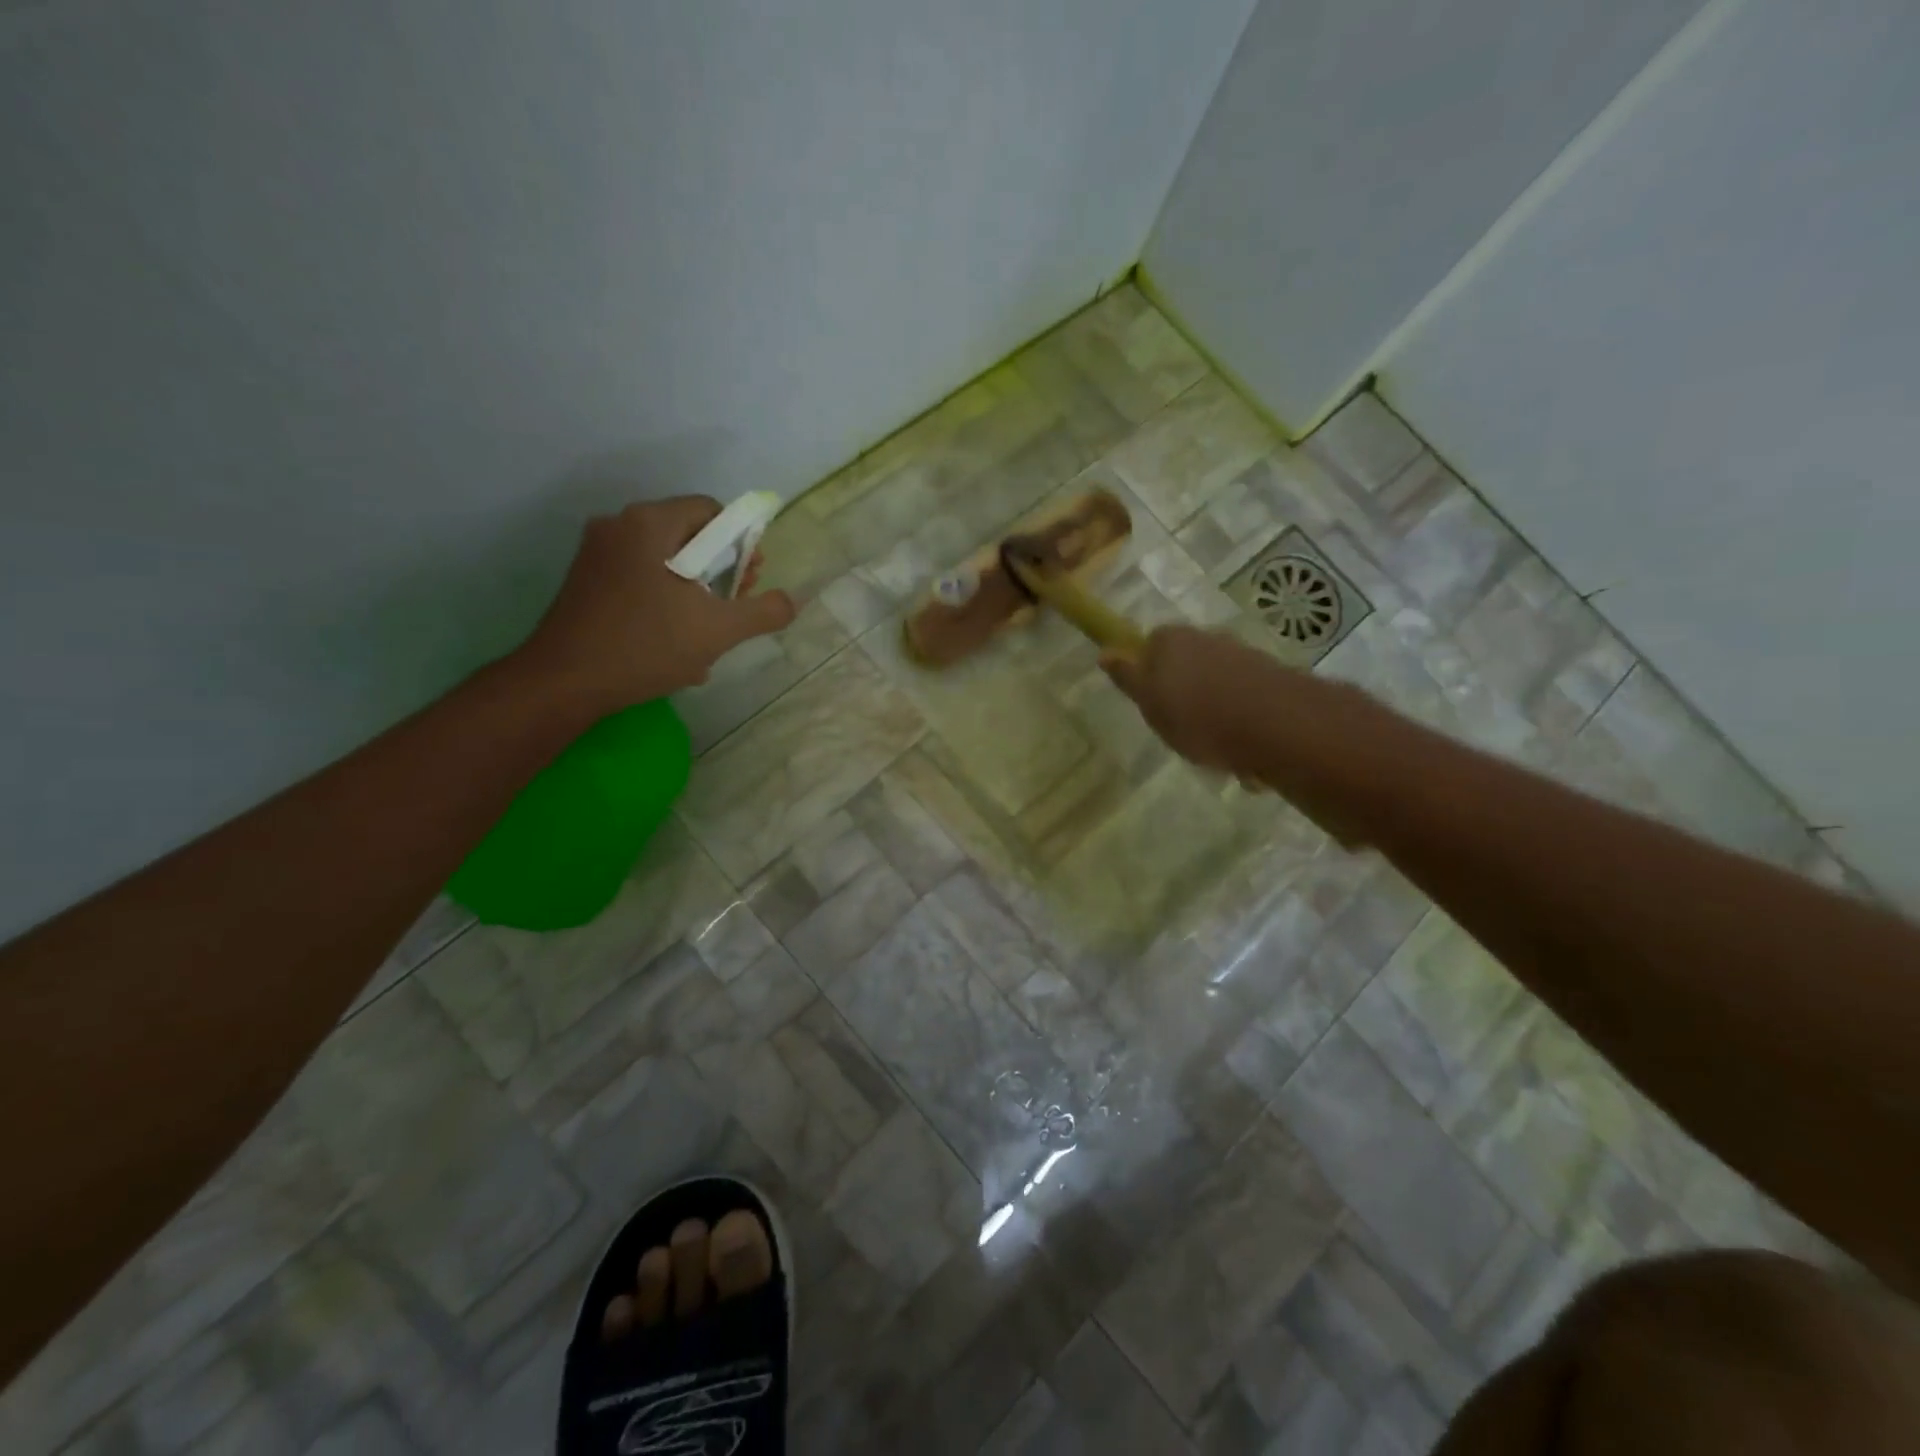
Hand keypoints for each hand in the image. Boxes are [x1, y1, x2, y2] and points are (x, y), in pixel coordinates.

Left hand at [517, 496, 796, 712]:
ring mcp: (597, 553)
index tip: (750, 580)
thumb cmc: (646, 645)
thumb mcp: (719, 631)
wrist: (565, 681)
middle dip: (720, 569)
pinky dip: (665, 600)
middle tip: (734, 606)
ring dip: (695, 591)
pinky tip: (674, 640)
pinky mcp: (586, 581)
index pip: (711, 511)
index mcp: (650, 523)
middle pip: (688, 534)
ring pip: (665, 560)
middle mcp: (619, 525)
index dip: (742, 542)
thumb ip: (763, 611)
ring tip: (707, 632)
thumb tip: (790, 601)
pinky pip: (640, 577)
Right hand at [1101, 625, 1277, 775]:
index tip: (1149, 704)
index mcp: (1172, 639)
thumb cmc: (1198, 717)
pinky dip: (1241, 725)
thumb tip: (1105, 652)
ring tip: (1217, 753)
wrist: (1276, 727)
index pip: (1150, 645)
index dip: (1147, 674)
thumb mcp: (1150, 703)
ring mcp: (1243, 655)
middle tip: (1181, 731)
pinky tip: (1244, 757)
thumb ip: (1128, 677)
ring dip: (1215, 714)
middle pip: (1186, 664)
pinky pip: (1245, 702)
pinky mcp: (1272, 679)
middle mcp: (1208, 638)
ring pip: (1217, 685)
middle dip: (1184, 695)